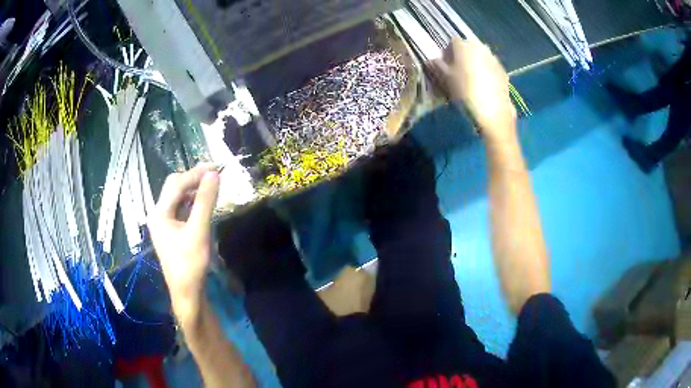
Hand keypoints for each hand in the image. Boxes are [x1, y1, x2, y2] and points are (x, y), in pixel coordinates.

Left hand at [148, 164, 219, 324]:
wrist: (187, 292)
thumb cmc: (190, 263)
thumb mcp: (198, 231)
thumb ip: (205, 201)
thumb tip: (214, 174)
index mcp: (160, 213)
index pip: (176, 184)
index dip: (195, 174)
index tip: (216, 167)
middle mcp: (159, 214)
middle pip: (174, 187)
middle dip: (193, 179)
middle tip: (214, 175)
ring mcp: (164, 223)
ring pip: (178, 197)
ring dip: (193, 189)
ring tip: (211, 186)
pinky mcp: (172, 230)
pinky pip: (181, 209)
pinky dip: (192, 202)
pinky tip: (203, 203)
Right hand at [430, 37, 515, 141]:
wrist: (493, 111)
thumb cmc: (464, 91)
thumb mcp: (445, 79)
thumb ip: (436, 66)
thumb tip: (430, 60)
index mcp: (464, 46)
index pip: (453, 42)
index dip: (448, 52)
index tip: (446, 65)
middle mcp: (480, 47)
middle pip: (468, 47)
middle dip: (463, 56)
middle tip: (458, 72)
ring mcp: (493, 59)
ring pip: (481, 56)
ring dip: (475, 63)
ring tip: (472, 80)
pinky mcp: (503, 71)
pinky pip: (491, 66)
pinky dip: (486, 72)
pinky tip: (484, 86)